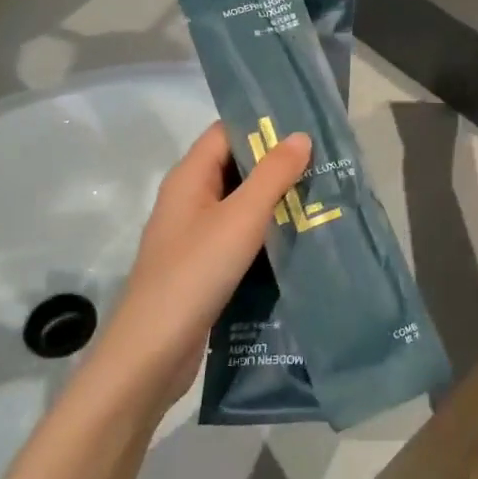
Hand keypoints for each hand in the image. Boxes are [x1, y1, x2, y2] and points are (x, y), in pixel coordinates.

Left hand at [88, 122, 310, 410]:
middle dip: (276, 163)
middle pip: (234, 166)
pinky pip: (238, 236)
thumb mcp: (240, 218)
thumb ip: (272, 175)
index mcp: (189, 178)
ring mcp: (193, 235)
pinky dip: (265, 231)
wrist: (152, 353)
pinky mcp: (202, 267)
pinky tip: (298, 238)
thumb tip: (300, 136)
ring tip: (321, 195)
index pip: (226, 132)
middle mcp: (188, 200)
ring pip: (239, 204)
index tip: (306, 126)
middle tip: (325, 162)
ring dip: (274, 199)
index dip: (263, 125)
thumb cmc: (194, 273)